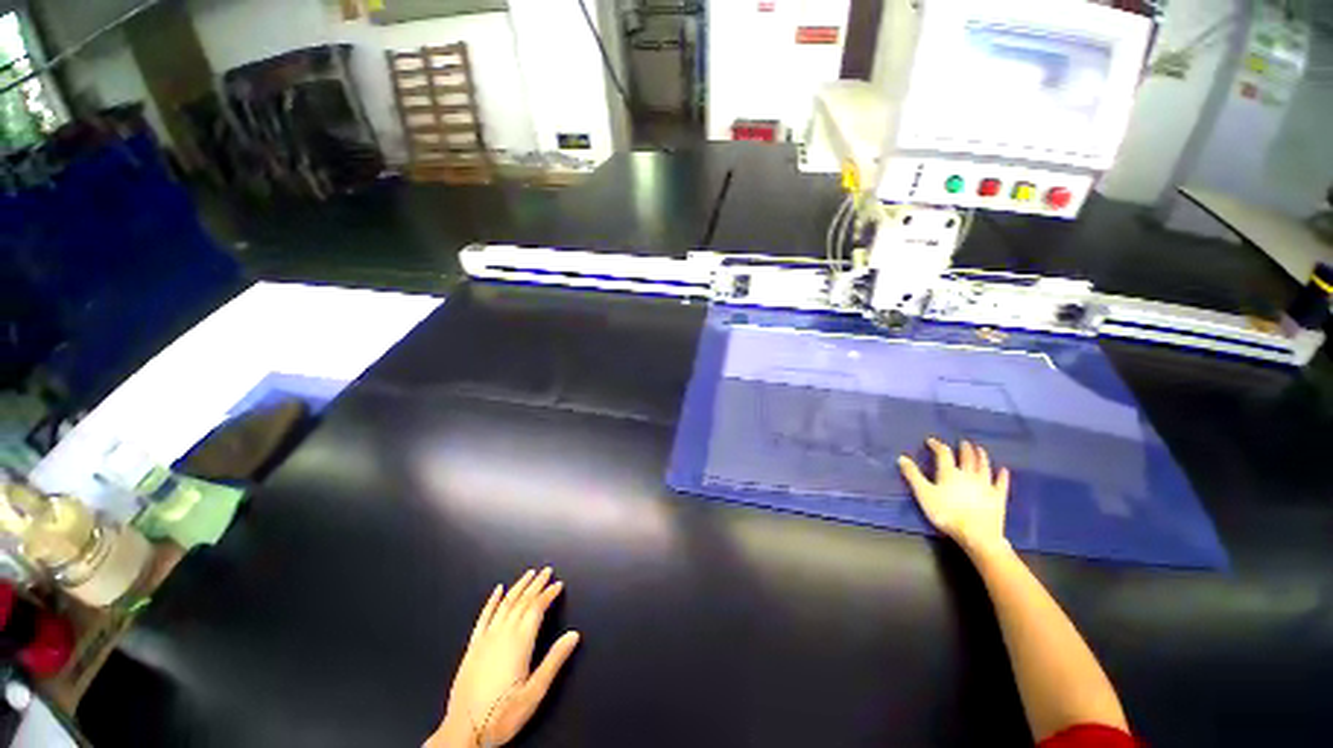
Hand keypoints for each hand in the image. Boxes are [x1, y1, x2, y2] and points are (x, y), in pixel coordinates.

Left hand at [429, 568, 580, 747]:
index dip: (549, 593)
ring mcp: (485, 639)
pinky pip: (484, 617)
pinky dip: (492, 601)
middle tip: (547, 571)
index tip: (559, 584)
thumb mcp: (534, 692)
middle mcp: (503, 634)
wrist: (464, 732)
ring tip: (529, 574)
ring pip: (505, 604)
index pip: (537, 608)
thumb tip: (574, 635)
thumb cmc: (502, 715)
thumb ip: (554, 661)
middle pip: (522, 601)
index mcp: (519, 643)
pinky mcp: (472, 647)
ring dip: (518, 587)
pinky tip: (497, 590)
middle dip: (536, 584)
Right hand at [898, 438, 1010, 554]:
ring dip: (982, 457)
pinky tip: (1003, 470)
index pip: (943, 453)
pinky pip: (1001, 483)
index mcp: (949, 473)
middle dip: (964, 449)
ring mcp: (986, 485)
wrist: (976, 534)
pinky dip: (1002, 476)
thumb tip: (901, 457)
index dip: (937, 445)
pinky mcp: (998, 497)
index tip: (931, 441)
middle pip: (967, 457)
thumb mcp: (923, 494)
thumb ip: (913, 475)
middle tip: (963, 442)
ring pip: (984, 467)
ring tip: (980, 449)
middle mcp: (968, 474)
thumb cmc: (946, 513)